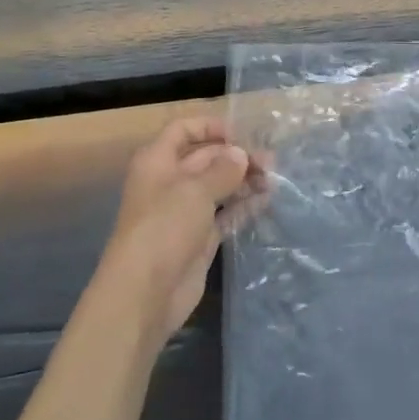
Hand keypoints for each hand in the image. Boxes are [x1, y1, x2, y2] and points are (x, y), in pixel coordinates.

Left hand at [97, 116, 261, 337]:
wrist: (145, 292)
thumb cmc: (164, 227)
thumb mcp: (195, 190)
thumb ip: (223, 169)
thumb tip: (241, 155)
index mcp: (158, 161)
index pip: (183, 130)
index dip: (211, 127)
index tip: (242, 133)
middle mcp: (170, 182)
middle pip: (205, 158)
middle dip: (236, 156)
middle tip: (271, 162)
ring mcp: (184, 212)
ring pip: (218, 186)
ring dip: (243, 181)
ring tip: (273, 180)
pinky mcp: (199, 238)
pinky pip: (224, 214)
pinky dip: (243, 206)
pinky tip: (265, 200)